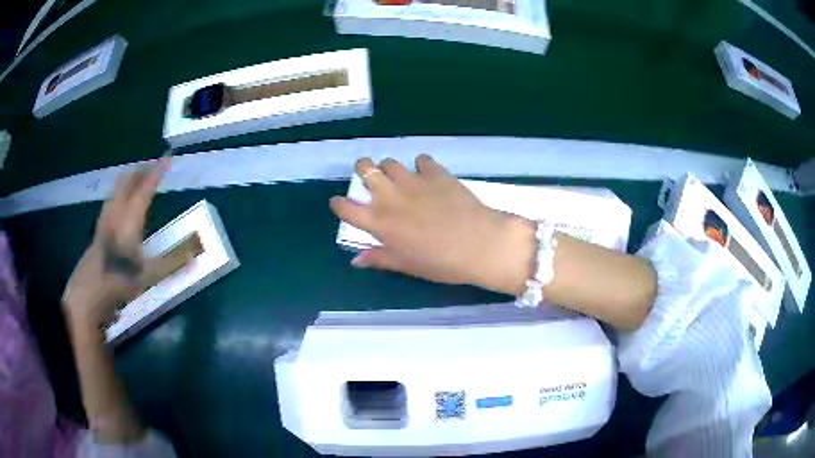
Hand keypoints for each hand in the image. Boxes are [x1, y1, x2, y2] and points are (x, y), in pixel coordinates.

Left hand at [62, 160, 168, 329]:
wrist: (88, 295)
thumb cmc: (119, 283)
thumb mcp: (149, 276)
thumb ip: (172, 262)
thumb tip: (197, 251)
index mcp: (130, 221)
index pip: (145, 189)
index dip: (156, 173)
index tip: (166, 158)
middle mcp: (116, 216)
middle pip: (127, 186)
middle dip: (139, 172)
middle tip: (150, 163)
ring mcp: (104, 224)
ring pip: (115, 194)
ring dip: (125, 182)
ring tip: (131, 174)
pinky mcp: (97, 235)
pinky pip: (108, 206)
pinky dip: (114, 197)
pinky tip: (113, 205)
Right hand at [330, 155, 535, 294]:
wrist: (479, 244)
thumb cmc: (441, 263)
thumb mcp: (407, 265)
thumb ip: (379, 258)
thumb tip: (356, 259)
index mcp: (379, 222)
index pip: (345, 207)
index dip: (339, 204)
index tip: (342, 205)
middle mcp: (390, 196)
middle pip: (364, 168)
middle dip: (363, 170)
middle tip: (373, 180)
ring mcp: (413, 180)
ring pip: (389, 161)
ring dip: (390, 169)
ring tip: (401, 180)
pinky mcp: (435, 172)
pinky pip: (421, 159)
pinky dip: (421, 166)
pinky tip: (429, 176)